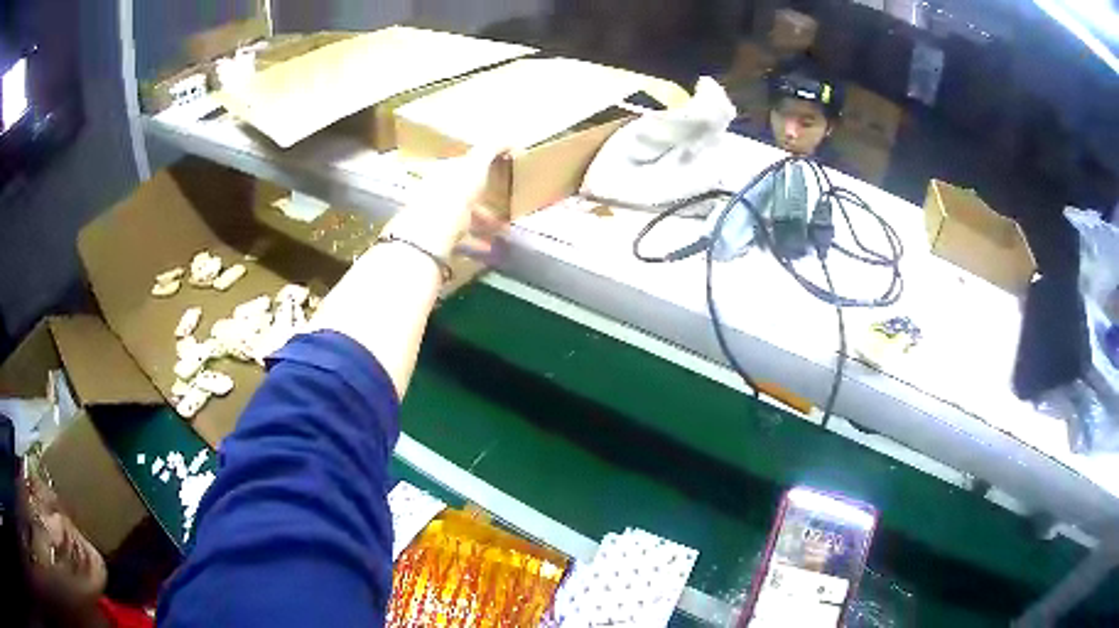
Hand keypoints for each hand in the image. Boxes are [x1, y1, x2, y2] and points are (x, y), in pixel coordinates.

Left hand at [383, 147, 508, 260]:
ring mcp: (435, 217)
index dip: (477, 169)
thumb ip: (491, 149)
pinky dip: (476, 241)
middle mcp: (435, 192)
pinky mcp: (438, 238)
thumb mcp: (476, 163)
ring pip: (461, 217)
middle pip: (460, 193)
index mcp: (441, 171)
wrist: (433, 230)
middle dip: (482, 199)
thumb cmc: (455, 191)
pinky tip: (489, 247)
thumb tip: (510, 139)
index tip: (495, 175)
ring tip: (503, 229)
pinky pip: (460, 238)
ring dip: (482, 222)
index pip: (458, 166)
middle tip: (502, 205)